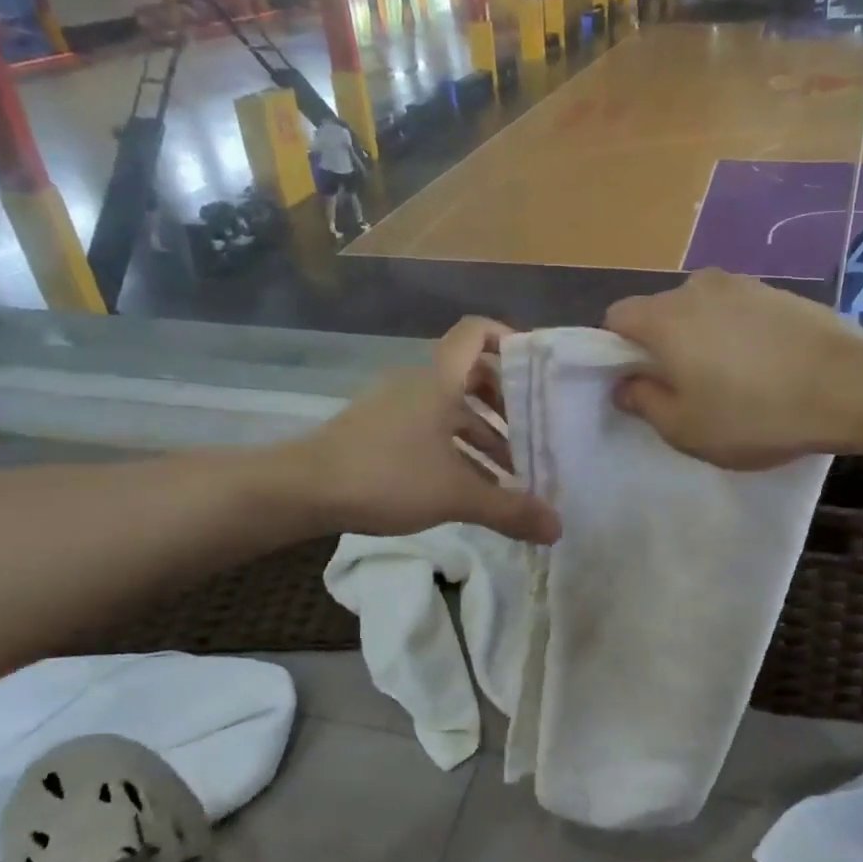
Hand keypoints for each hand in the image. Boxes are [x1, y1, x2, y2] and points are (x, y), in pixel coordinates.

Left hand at [306, 318, 560, 544]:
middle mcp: (418, 383)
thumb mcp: (456, 494)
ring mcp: (394, 406)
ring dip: (482, 434)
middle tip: (534, 431)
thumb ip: (509, 509)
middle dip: (505, 403)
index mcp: (439, 380)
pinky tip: (469, 486)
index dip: (509, 337)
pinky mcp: (378, 430)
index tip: (536, 368)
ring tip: (509, 472)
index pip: (476, 331)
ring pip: (450, 409)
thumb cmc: (387, 476)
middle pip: (471, 375)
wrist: (304, 489)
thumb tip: (558, 529)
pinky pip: (428, 429)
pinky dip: (454, 449)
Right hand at [604, 270, 862, 469]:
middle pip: (659, 311)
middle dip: (661, 345)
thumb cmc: (754, 414)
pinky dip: (736, 332)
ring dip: (701, 337)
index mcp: (664, 318)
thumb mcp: (685, 429)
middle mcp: (696, 287)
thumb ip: (643, 402)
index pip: (616, 317)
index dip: (617, 350)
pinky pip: (737, 310)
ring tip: (731, 378)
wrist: (848, 387)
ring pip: (700, 309)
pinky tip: (764, 365)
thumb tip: (625, 384)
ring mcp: (741, 284)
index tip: (639, 382)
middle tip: (685, 388)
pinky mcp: (777, 290)